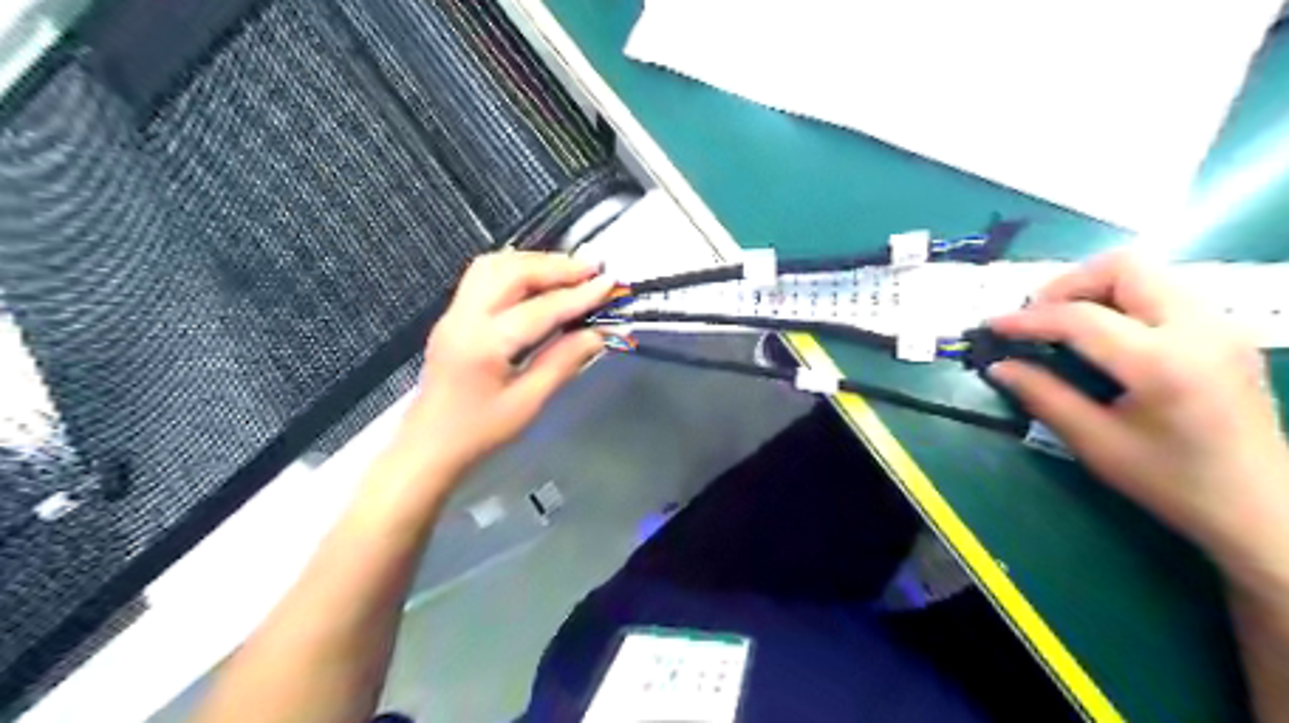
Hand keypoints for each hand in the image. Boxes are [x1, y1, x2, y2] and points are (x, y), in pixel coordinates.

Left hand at [389, 251, 610, 487]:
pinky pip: (484, 276)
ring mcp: (454, 313)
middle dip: (555, 266)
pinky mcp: (453, 316)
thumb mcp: (528, 402)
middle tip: (592, 269)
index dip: (579, 295)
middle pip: (511, 272)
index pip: (540, 309)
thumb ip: (564, 361)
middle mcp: (465, 318)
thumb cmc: (480, 432)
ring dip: (533, 262)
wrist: (429, 447)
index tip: (609, 283)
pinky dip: (515, 269)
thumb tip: (599, 333)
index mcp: (485, 344)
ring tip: (568, 271)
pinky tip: (537, 280)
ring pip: (493, 266)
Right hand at [990, 252, 1288, 584]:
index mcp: (1164, 363)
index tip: (992, 326)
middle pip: (1124, 268)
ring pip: (1145, 273)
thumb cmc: (1172, 481)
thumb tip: (998, 367)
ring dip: (1094, 289)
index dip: (1028, 319)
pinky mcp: (1225, 331)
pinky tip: (1102, 334)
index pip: (1081, 318)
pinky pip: (1163, 291)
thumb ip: (1043, 396)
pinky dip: (1120, 300)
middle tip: (1035, 318)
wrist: (1262, 507)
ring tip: (1062, 324)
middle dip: (1067, 285)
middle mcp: (1199, 329)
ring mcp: (1220, 325)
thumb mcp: (1096, 443)